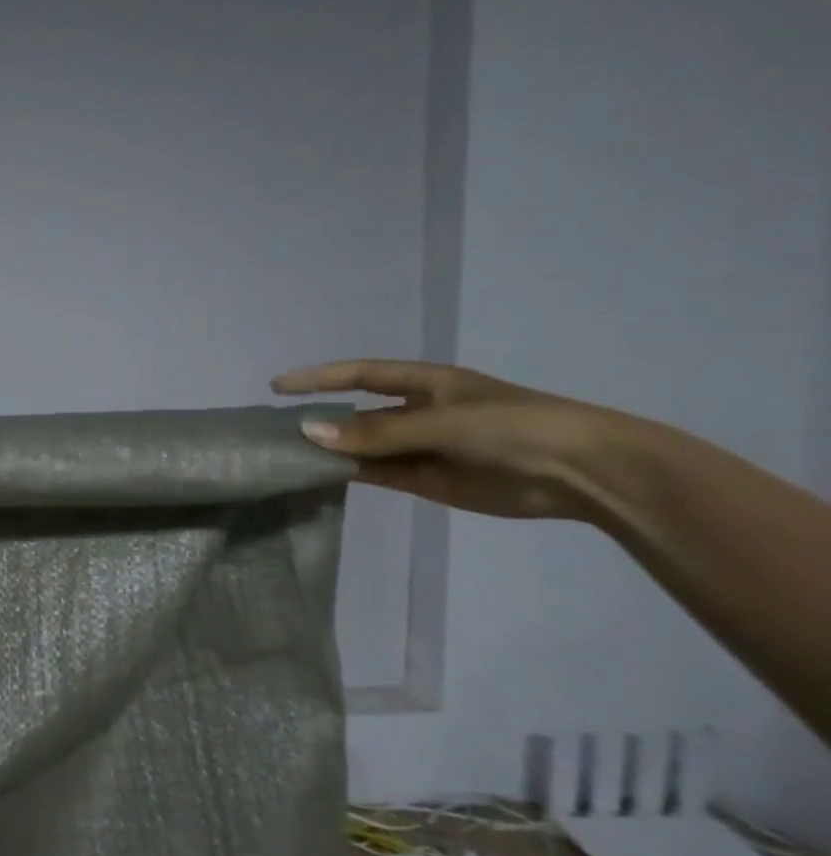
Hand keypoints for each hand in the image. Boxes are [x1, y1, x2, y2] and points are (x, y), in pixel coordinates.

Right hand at [270, 359, 617, 520]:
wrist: (582, 473)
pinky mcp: (425, 479)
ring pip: (362, 447)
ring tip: (287, 457)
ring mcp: (420, 447)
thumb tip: (308, 433)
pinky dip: (349, 473)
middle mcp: (417, 413)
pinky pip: (376, 473)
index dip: (318, 378)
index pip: (359, 375)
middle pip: (356, 414)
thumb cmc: (515, 427)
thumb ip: (375, 433)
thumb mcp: (443, 422)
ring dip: (331, 451)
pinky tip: (320, 476)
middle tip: (273, 432)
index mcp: (425, 384)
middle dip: (319, 420)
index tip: (276, 387)